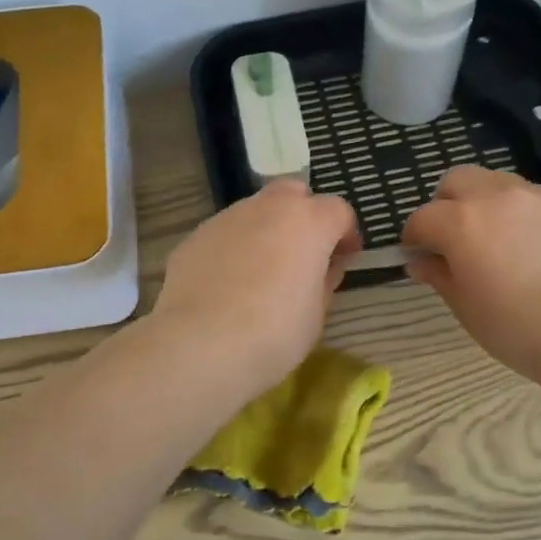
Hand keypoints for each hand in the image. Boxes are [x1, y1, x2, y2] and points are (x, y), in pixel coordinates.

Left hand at [153, 180, 360, 398]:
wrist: (200, 345)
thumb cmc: (274, 333)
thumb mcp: (315, 313)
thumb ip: (324, 280)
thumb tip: (325, 267)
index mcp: (308, 222)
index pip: (339, 211)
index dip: (346, 235)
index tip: (345, 259)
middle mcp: (267, 208)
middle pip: (294, 194)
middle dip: (304, 215)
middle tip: (304, 253)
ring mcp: (226, 218)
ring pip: (255, 211)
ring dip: (267, 230)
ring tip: (263, 271)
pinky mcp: (194, 237)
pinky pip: (225, 234)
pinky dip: (235, 248)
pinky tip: (229, 283)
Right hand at [402, 166, 540, 383]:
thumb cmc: (514, 325)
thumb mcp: (464, 306)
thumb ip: (438, 275)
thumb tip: (420, 262)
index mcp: (460, 222)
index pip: (422, 219)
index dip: (414, 238)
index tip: (417, 256)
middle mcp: (495, 197)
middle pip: (457, 181)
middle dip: (446, 204)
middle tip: (453, 237)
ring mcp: (535, 196)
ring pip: (496, 182)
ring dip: (484, 202)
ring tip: (495, 237)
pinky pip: (532, 197)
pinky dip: (520, 212)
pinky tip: (531, 244)